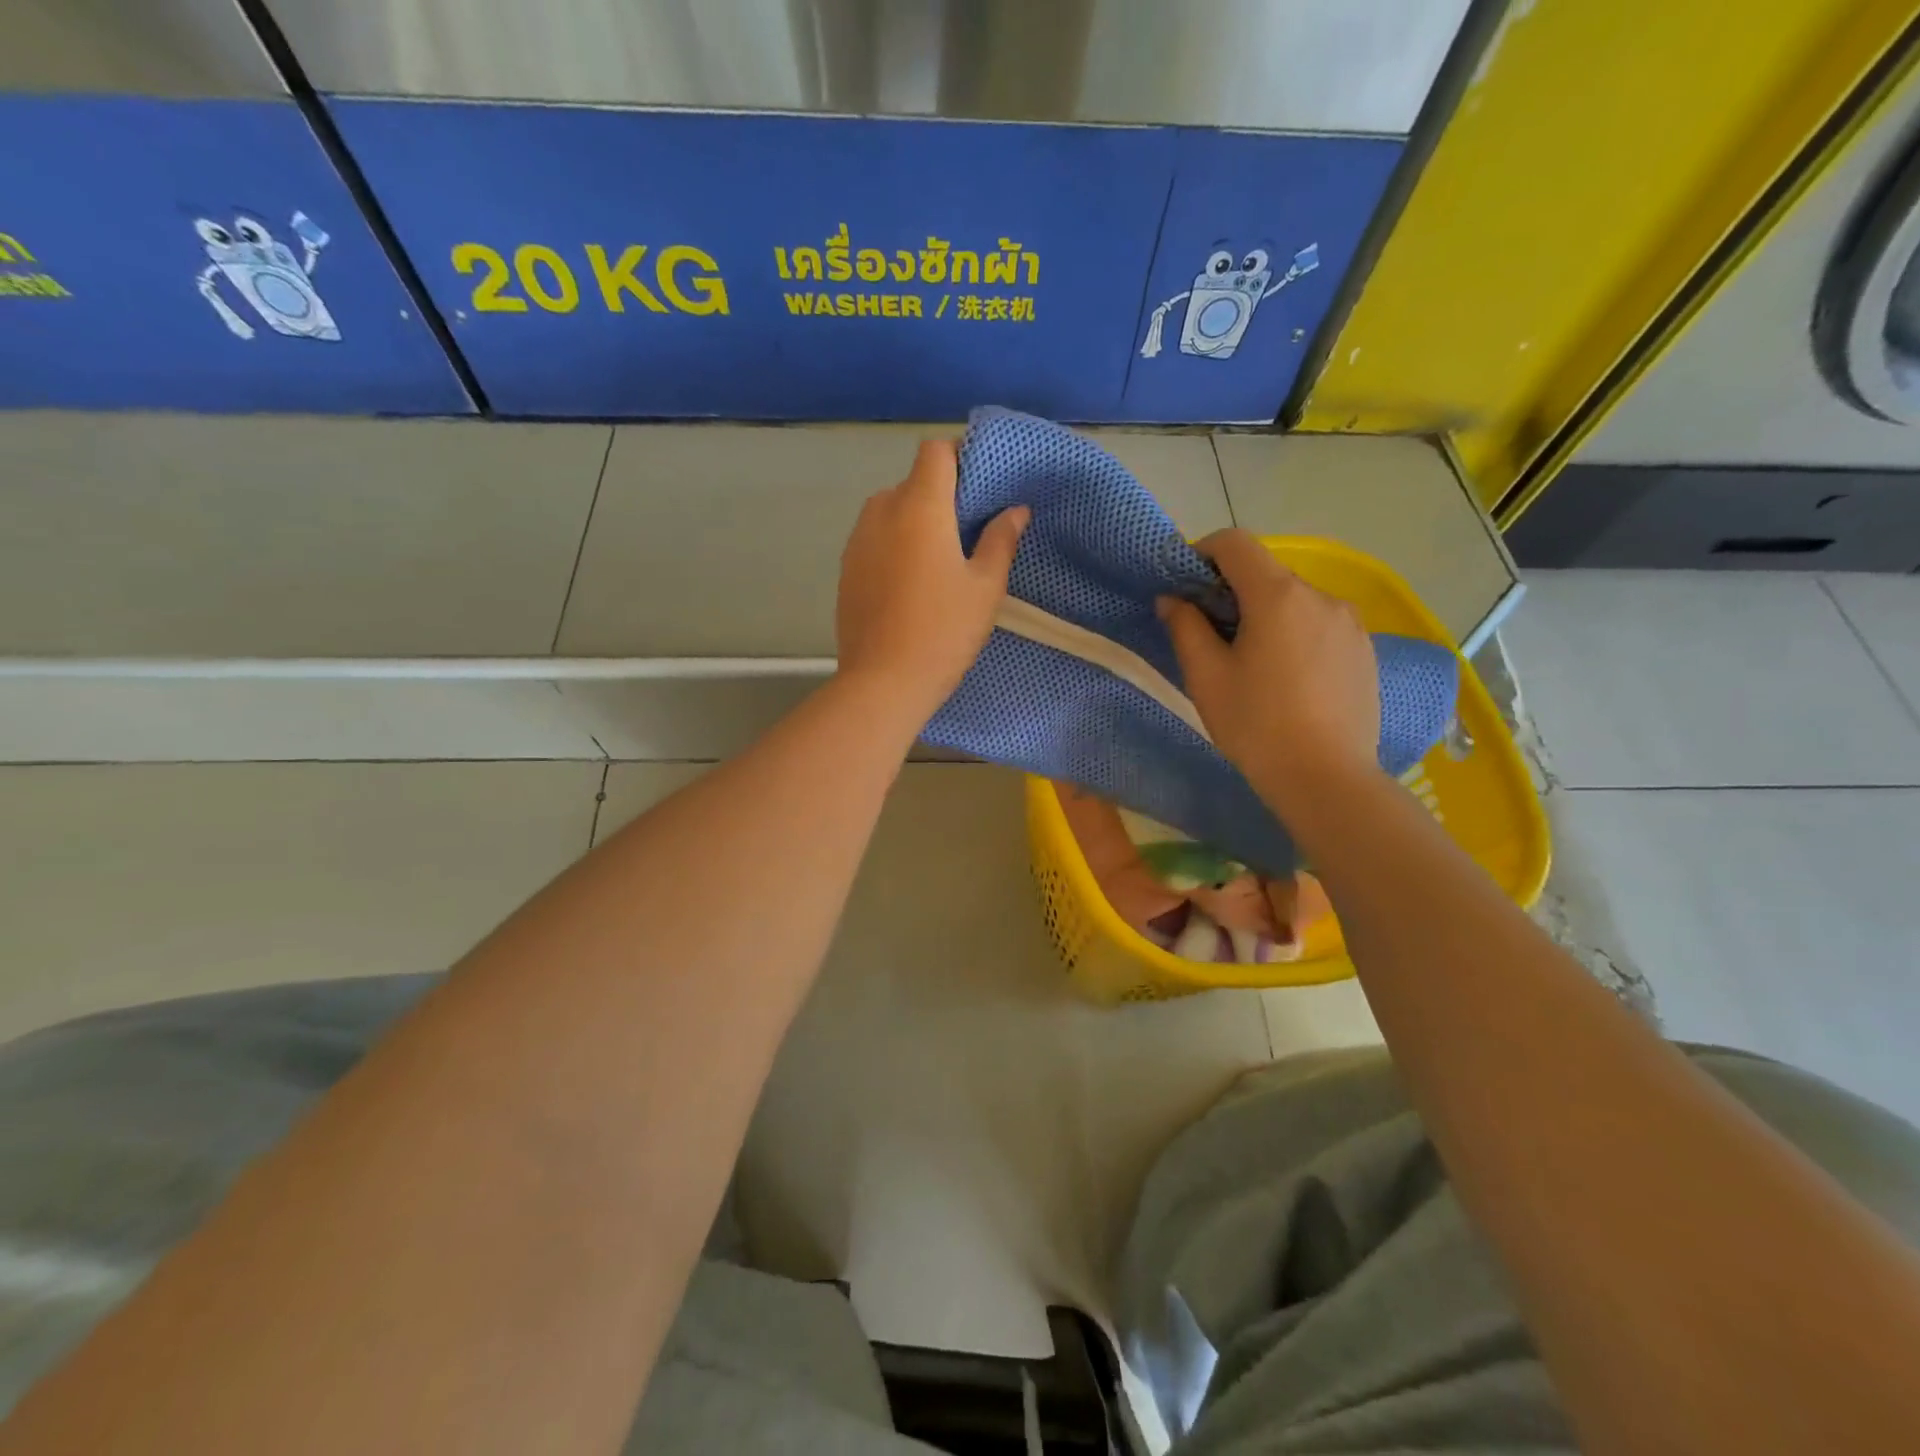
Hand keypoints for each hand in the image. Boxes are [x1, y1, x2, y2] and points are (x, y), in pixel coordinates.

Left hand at [836, 439, 1028, 716]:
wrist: (882, 683)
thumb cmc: (943, 632)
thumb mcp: (985, 588)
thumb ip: (1000, 540)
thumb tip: (1014, 510)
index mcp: (919, 507)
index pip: (935, 451)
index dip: (960, 459)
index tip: (981, 489)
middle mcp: (881, 511)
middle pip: (913, 482)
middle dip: (941, 497)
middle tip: (968, 534)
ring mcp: (857, 540)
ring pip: (891, 511)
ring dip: (916, 522)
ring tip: (940, 562)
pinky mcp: (845, 568)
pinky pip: (875, 539)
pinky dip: (895, 545)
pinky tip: (911, 584)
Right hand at [1157, 529, 1379, 806]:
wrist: (1326, 778)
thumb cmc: (1256, 724)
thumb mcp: (1206, 677)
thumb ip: (1185, 627)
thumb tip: (1173, 599)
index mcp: (1277, 595)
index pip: (1235, 543)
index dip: (1203, 552)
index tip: (1185, 585)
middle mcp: (1320, 596)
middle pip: (1266, 573)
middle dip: (1232, 591)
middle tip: (1209, 633)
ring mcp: (1349, 622)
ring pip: (1295, 601)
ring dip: (1266, 614)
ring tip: (1251, 662)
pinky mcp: (1365, 650)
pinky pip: (1320, 625)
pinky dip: (1295, 634)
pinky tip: (1287, 679)